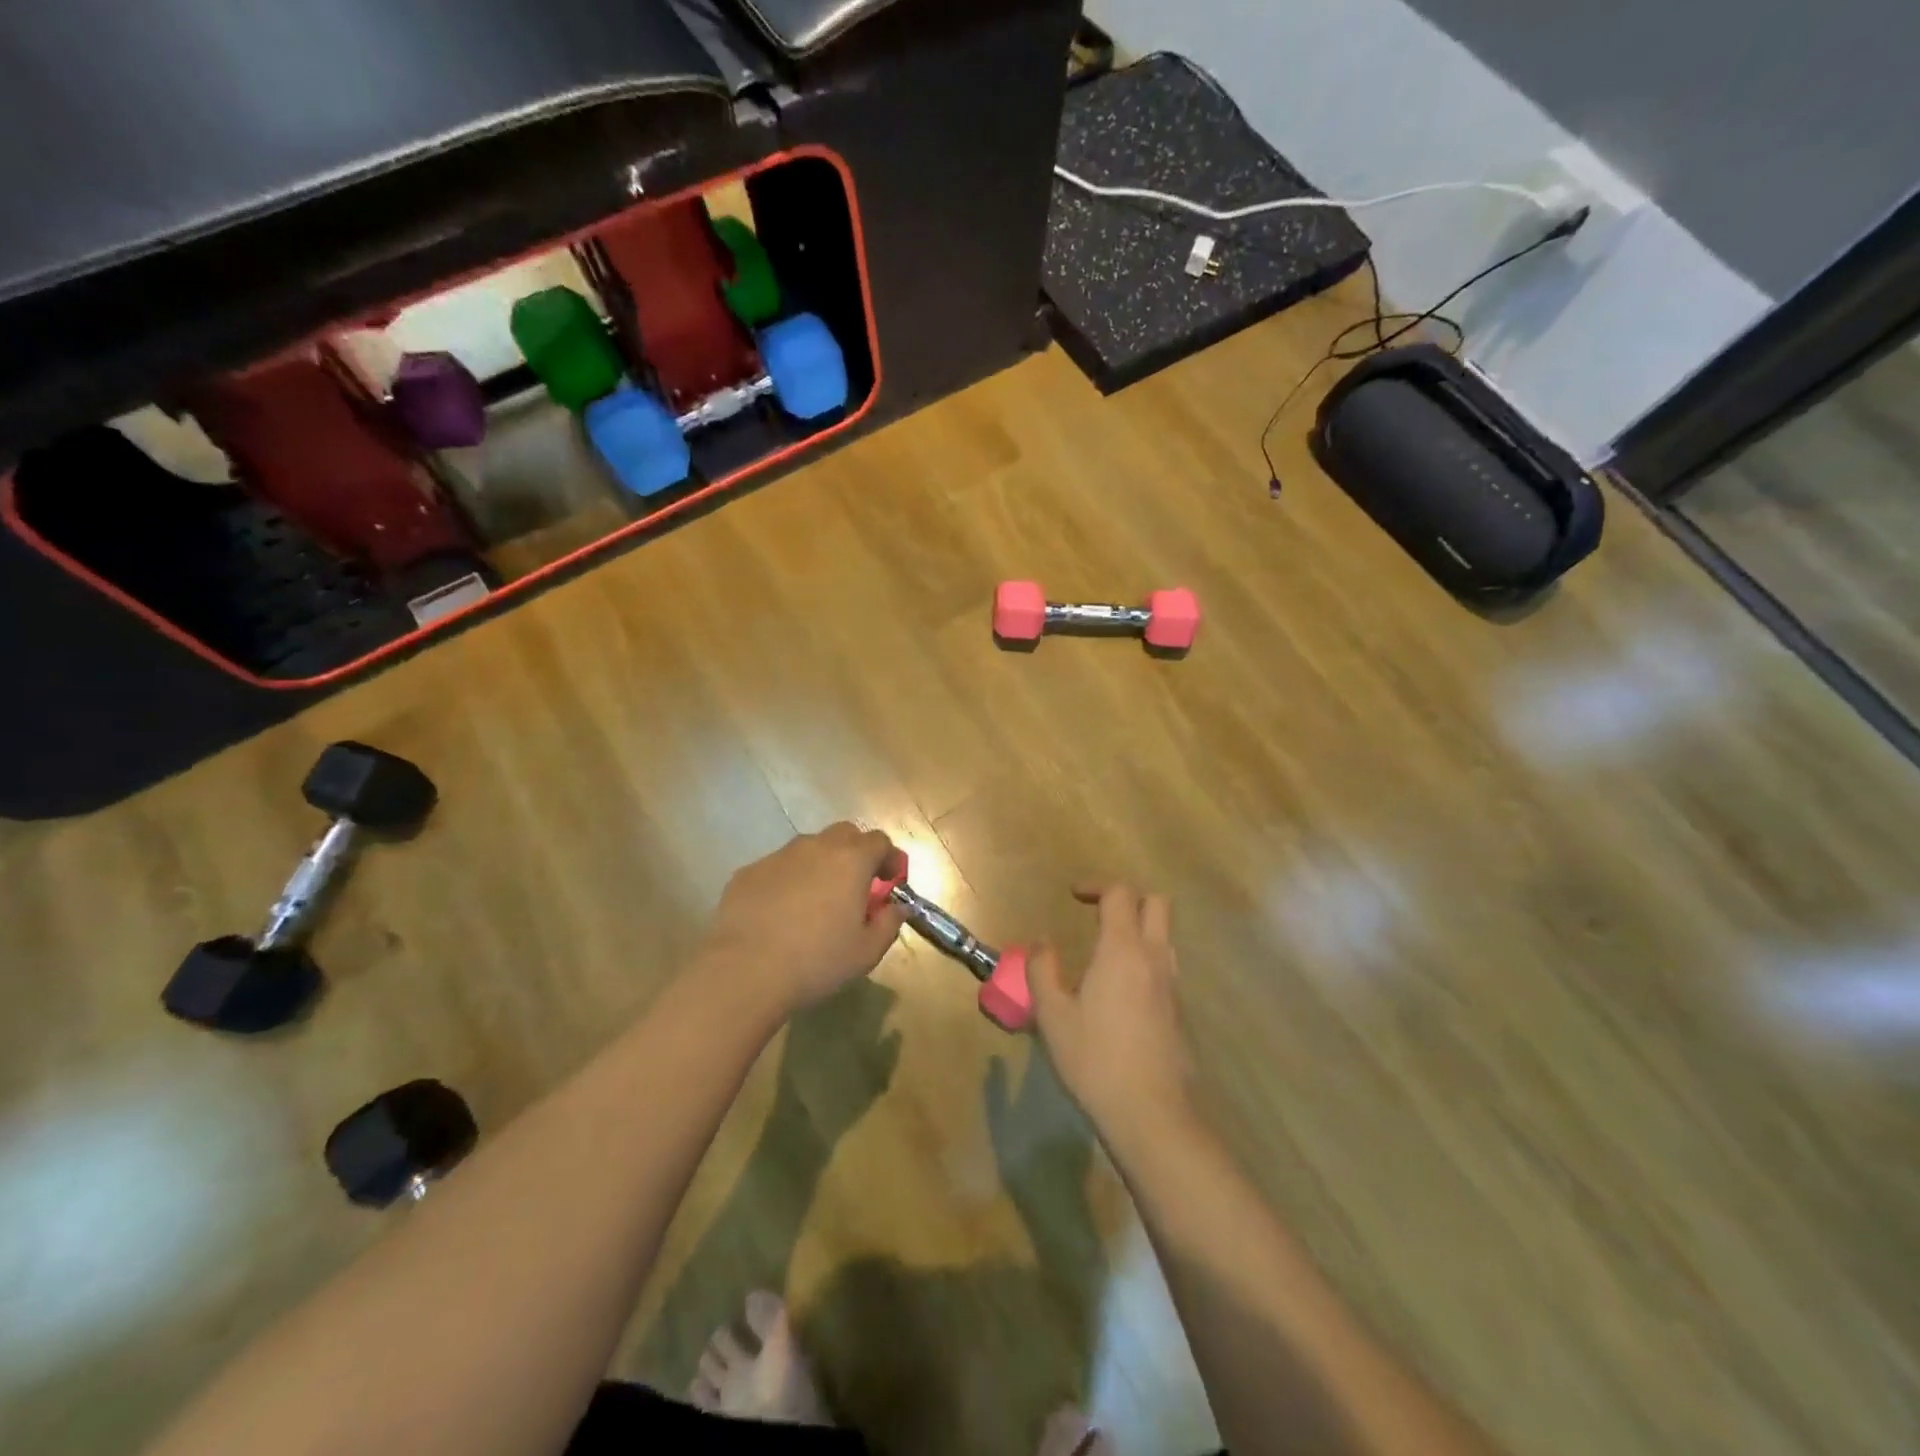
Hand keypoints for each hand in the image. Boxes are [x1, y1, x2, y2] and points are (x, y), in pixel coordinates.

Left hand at [699, 823, 905, 1016]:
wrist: (745, 971)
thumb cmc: (817, 961)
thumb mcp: (867, 951)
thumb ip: (889, 923)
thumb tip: (896, 908)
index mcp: (851, 860)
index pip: (880, 842)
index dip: (890, 858)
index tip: (892, 880)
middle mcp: (815, 847)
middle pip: (844, 834)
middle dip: (857, 853)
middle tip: (857, 885)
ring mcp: (778, 856)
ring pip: (808, 848)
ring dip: (821, 865)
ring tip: (817, 900)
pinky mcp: (748, 872)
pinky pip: (778, 868)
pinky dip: (789, 880)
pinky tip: (782, 913)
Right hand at [1030, 884, 1193, 1133]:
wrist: (1152, 1114)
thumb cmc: (1095, 1059)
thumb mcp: (1052, 1015)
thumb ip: (1042, 971)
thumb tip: (1042, 944)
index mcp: (1122, 950)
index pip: (1120, 894)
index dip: (1096, 886)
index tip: (1073, 896)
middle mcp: (1154, 958)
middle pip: (1156, 904)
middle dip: (1127, 898)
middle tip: (1097, 913)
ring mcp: (1172, 986)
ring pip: (1165, 936)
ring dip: (1139, 929)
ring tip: (1106, 952)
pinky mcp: (1179, 1012)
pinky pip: (1165, 967)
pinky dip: (1145, 960)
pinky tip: (1120, 992)